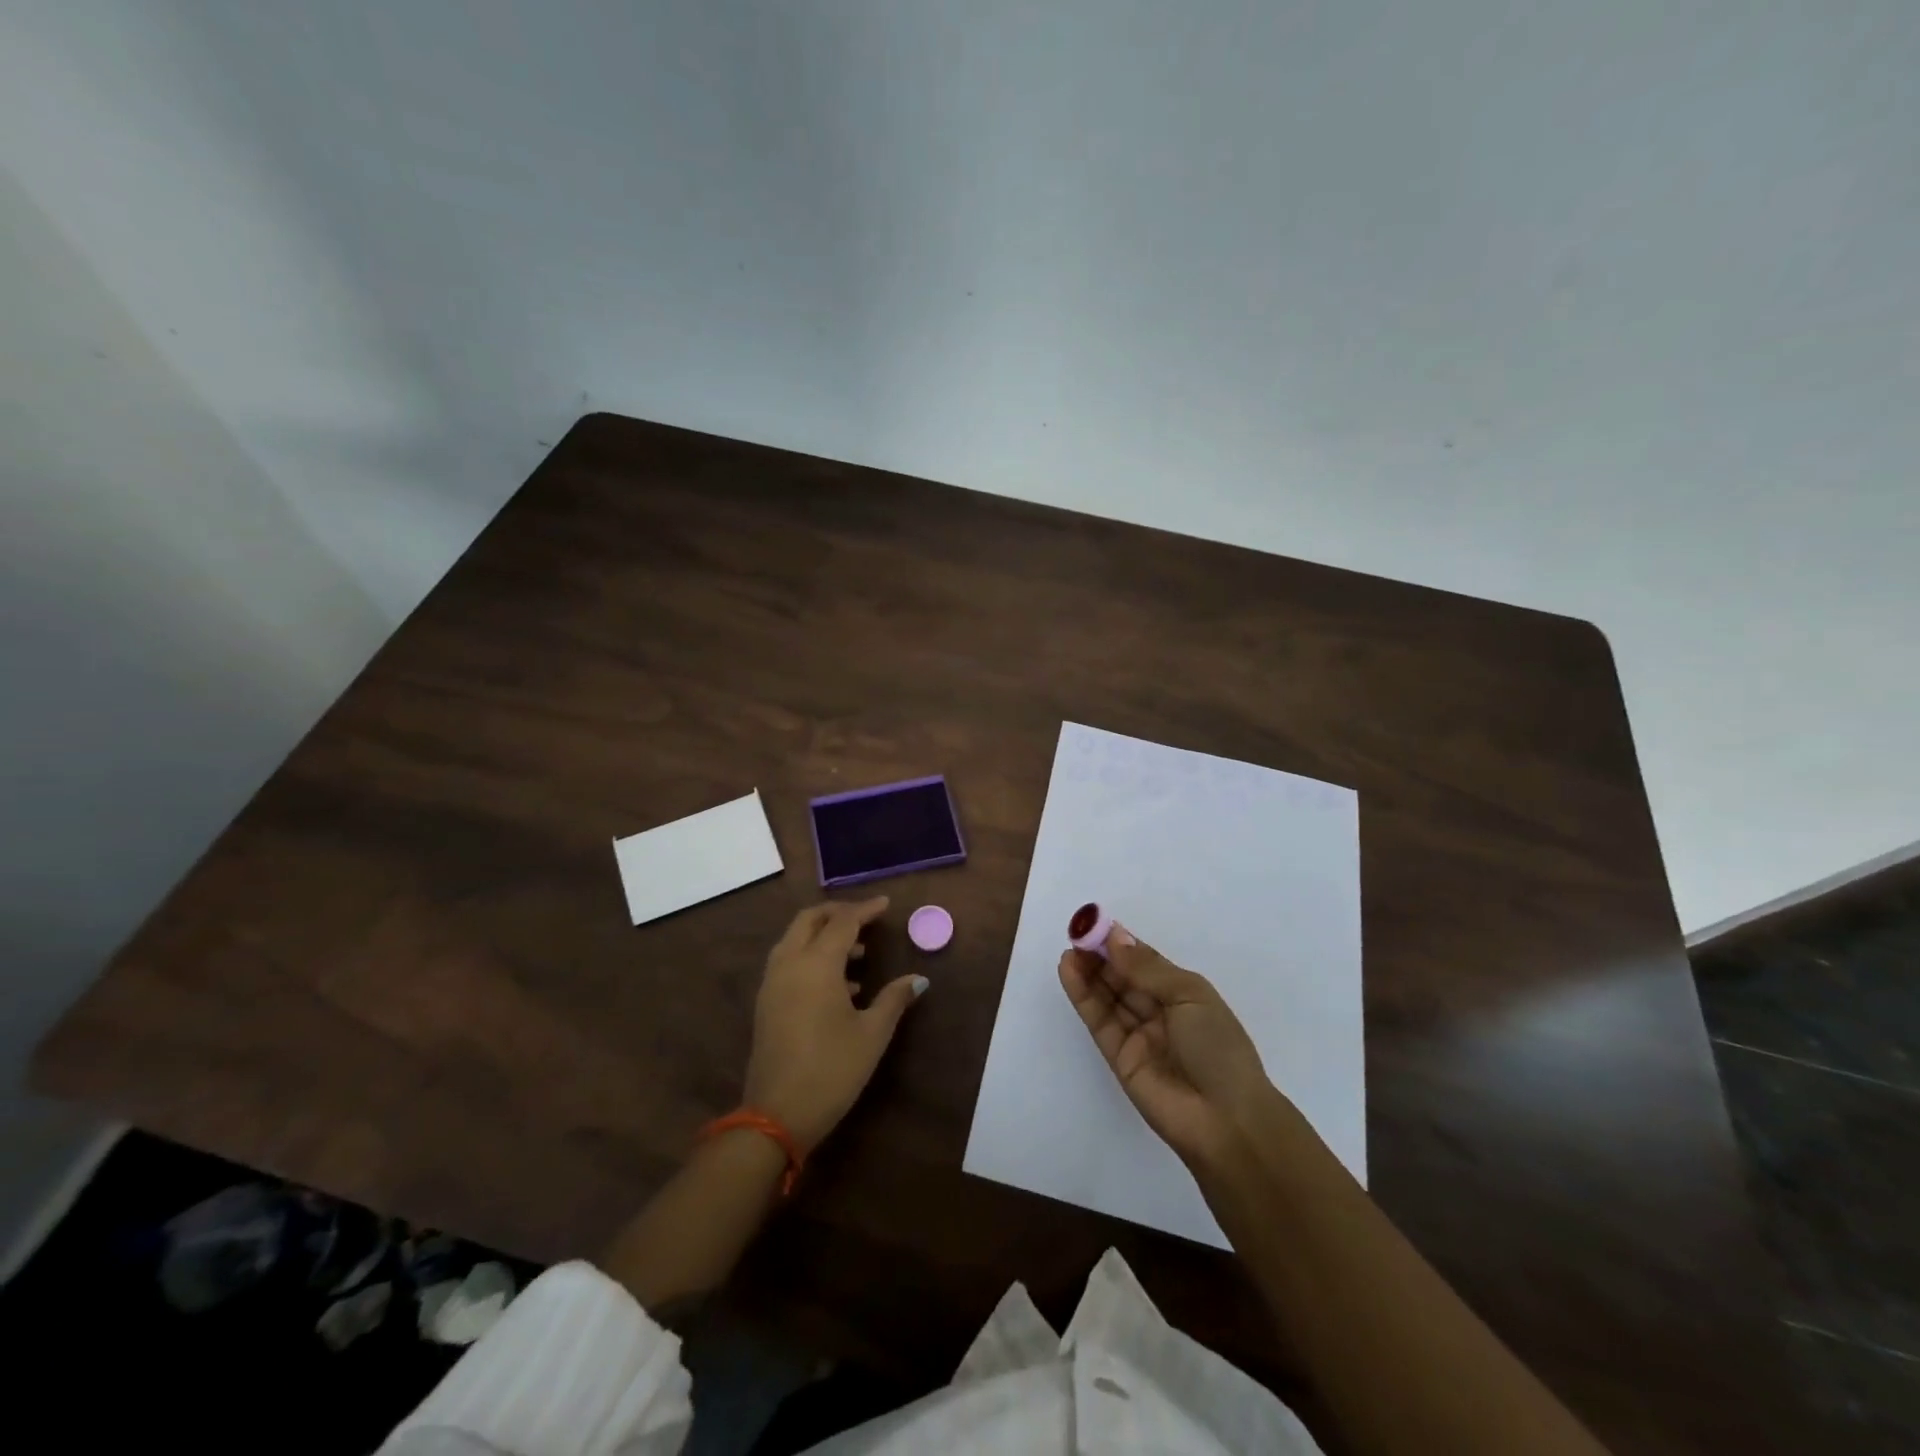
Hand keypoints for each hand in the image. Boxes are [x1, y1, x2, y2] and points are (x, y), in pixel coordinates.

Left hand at [744, 898, 927, 1153]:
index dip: (866, 909)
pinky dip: (810, 956)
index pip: (843, 921)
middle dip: (837, 912)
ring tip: (857, 954)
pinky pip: (788, 961)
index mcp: (816, 965)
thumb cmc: (831, 1070)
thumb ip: (894, 999)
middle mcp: (789, 964)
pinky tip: (839, 985)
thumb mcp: (872, 1035)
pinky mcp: (766, 1003)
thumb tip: (918, 979)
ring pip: (794, 939)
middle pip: (809, 919)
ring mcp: (772, 983)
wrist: (775, 1116)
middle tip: (866, 919)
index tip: (886, 905)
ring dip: (823, 935)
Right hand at [1058, 924, 1276, 1169]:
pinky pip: (1099, 1020)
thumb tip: (1114, 937)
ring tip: (1069, 948)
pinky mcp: (1119, 1057)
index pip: (1145, 962)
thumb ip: (1147, 968)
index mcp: (1184, 994)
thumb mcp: (1189, 996)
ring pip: (1108, 996)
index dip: (1121, 943)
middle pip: (1123, 977)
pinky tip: (1069, 970)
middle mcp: (1159, 1012)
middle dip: (1101, 955)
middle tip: (1077, 932)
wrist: (1226, 1120)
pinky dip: (1083, 995)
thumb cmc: (1218, 1048)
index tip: (1095, 923)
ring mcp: (1138, 1035)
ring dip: (1088, 971)